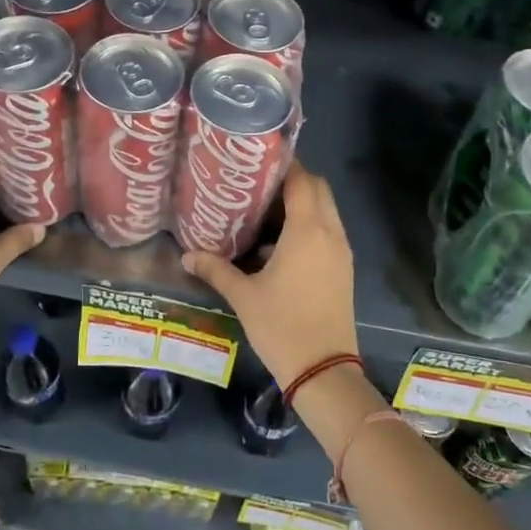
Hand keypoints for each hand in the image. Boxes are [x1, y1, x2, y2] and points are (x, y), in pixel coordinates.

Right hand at [180, 162, 358, 385]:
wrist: (324, 370)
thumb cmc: (282, 326)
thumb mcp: (243, 295)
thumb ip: (215, 269)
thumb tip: (186, 256)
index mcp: (308, 230)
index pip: (302, 180)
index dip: (283, 164)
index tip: (258, 159)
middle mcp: (330, 233)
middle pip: (318, 189)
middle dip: (292, 180)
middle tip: (258, 183)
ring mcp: (341, 251)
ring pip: (326, 210)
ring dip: (302, 203)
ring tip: (264, 209)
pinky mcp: (344, 269)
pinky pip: (328, 231)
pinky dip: (309, 224)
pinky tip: (278, 242)